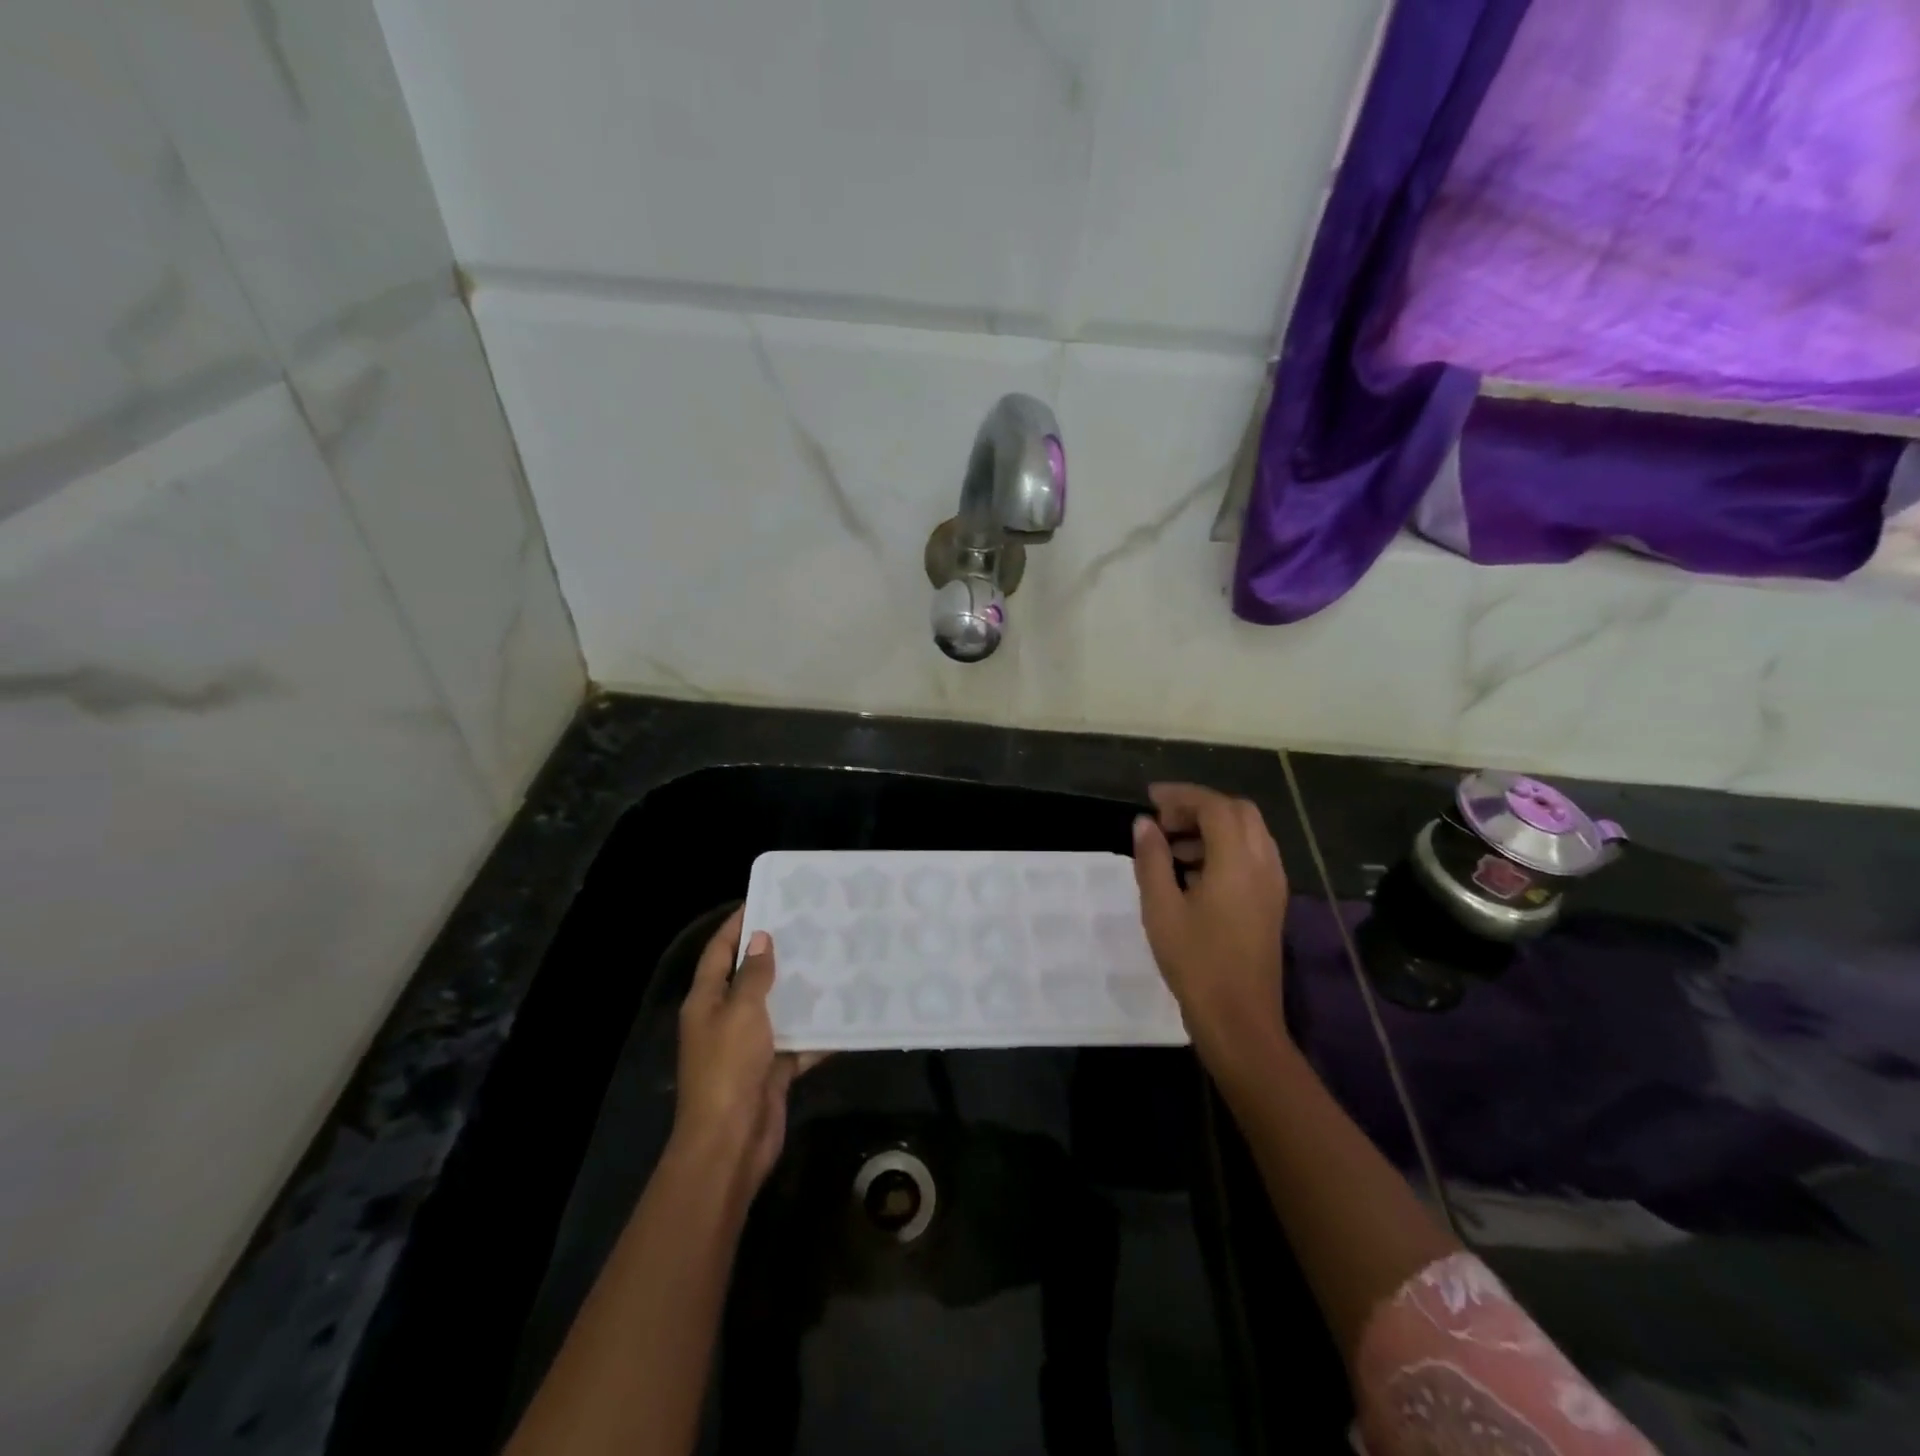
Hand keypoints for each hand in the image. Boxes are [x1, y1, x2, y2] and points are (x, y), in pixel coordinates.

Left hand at [673, 907, 821, 1195]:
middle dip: (775, 953)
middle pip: (749, 978)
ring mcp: (748, 1047)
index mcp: (706, 1001)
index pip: (719, 951)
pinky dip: (817, 1031)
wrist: (730, 1142)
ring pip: (777, 1009)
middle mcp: (724, 1019)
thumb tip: (760, 938)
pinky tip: (845, 1012)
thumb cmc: (729, 1067)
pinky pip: (797, 1042)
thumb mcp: (742, 1012)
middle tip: (810, 926)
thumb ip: (753, 975)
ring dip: (800, 990)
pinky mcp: (771, 1070)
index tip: (764, 898)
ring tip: (832, 960)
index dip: (737, 924)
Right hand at [1131, 784, 1290, 1062]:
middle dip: (1200, 807)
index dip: (1182, 795)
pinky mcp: (1272, 902)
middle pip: (1239, 812)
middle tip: (1164, 821)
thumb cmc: (1195, 963)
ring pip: (1249, 833)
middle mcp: (1263, 864)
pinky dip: (1225, 848)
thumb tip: (1144, 823)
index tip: (1150, 799)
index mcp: (1237, 862)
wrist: (1239, 1020)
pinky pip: (1253, 856)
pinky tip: (1193, 873)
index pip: (1215, 806)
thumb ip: (1152, 859)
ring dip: (1213, 827)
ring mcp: (1273, 884)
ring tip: (1173, 847)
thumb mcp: (1161, 909)